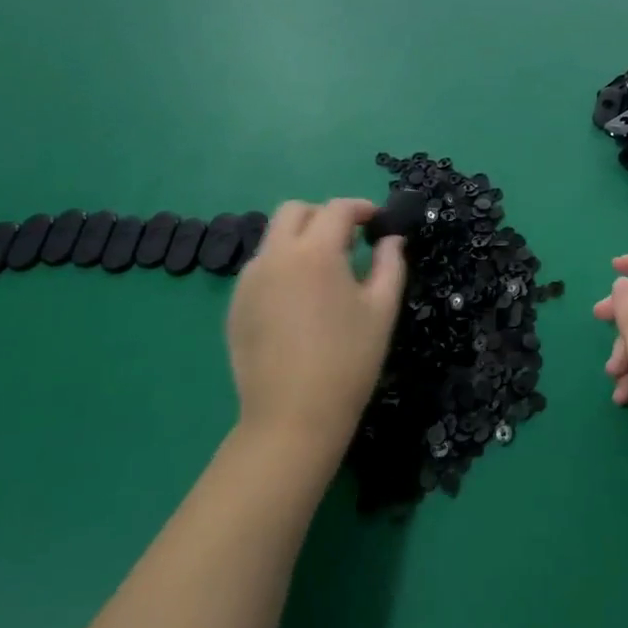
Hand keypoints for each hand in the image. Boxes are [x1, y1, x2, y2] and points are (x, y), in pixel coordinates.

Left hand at [226, 199, 405, 464]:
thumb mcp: (382, 309)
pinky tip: (299, 301)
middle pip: (294, 211)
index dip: (361, 208)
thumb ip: (390, 264)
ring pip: (273, 238)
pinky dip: (282, 267)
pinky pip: (260, 268)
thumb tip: (391, 239)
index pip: (337, 209)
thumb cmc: (348, 361)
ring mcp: (250, 280)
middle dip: (323, 216)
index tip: (377, 223)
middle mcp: (275, 256)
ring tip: (323, 273)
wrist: (292, 418)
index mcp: (315, 252)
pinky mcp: (235, 305)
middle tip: (347, 241)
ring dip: (299, 240)